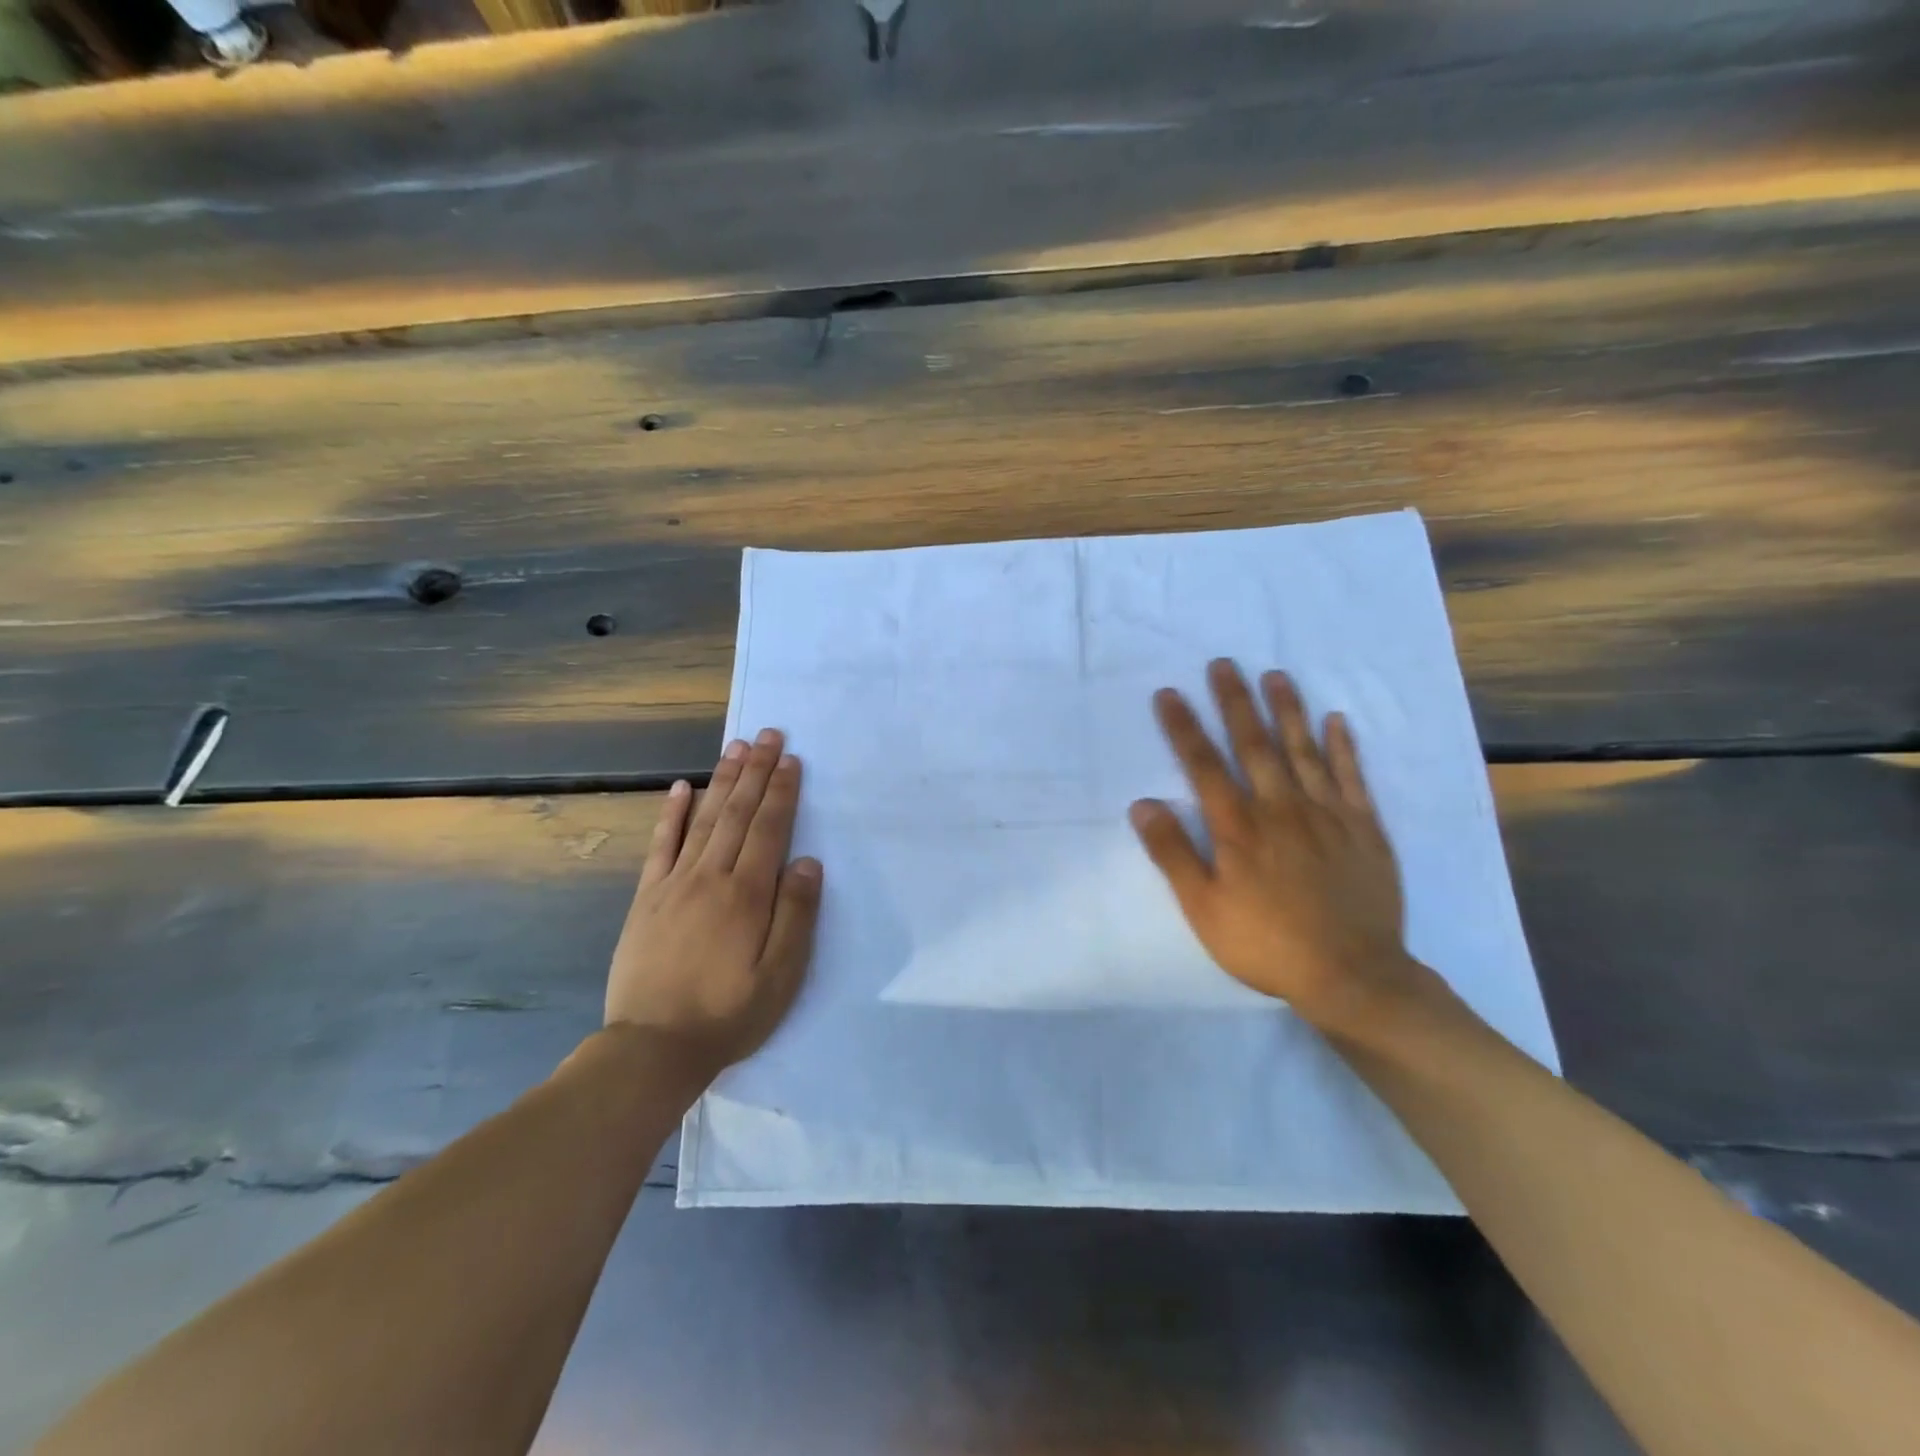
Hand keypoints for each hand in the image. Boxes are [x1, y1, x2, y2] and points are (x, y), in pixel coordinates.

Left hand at [605, 729, 822, 1072]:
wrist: (652, 1047)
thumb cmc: (728, 1014)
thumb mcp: (780, 975)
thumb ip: (796, 915)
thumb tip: (808, 861)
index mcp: (746, 894)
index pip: (769, 828)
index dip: (782, 791)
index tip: (791, 759)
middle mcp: (710, 876)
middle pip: (738, 813)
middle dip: (756, 771)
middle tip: (768, 735)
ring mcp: (674, 883)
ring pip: (704, 819)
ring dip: (723, 781)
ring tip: (737, 748)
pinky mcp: (647, 898)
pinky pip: (661, 845)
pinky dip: (673, 813)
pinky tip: (683, 788)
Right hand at [1129, 659, 1433, 1035]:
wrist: (1352, 975)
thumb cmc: (1266, 943)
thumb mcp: (1203, 908)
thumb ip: (1173, 854)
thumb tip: (1143, 804)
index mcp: (1239, 827)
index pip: (1205, 765)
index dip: (1185, 728)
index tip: (1170, 694)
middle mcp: (1282, 808)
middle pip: (1254, 745)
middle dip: (1235, 702)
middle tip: (1224, 664)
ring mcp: (1328, 815)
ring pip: (1304, 751)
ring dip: (1287, 710)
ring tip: (1275, 675)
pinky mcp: (1365, 829)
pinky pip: (1353, 778)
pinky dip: (1344, 747)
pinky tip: (1336, 720)